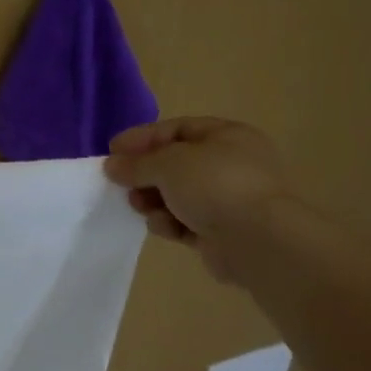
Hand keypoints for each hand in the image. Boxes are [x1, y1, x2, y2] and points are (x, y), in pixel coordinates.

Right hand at [104, 117, 292, 283]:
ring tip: (139, 206)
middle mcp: (230, 165)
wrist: (258, 240)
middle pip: (174, 164)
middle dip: (145, 174)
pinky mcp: (222, 231)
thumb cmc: (215, 186)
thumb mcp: (168, 163)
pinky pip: (186, 222)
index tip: (112, 151)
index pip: (176, 129)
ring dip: (153, 200)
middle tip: (120, 183)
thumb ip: (136, 163)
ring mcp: (228, 200)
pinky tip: (164, 227)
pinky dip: (170, 223)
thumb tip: (112, 165)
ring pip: (177, 195)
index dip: (142, 138)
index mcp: (227, 136)